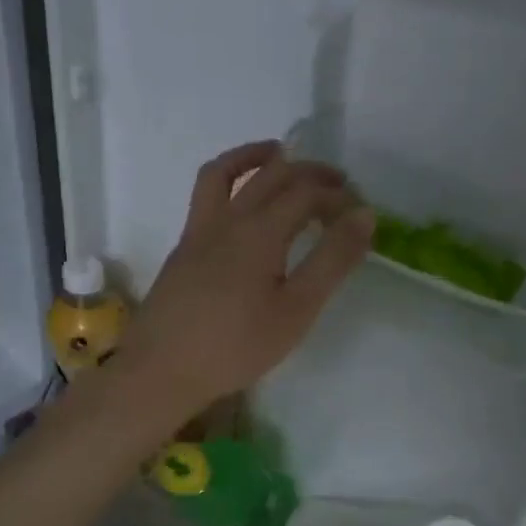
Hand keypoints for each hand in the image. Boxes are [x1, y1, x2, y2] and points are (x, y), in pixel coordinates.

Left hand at [112, 140, 374, 422]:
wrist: (161, 370)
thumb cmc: (236, 346)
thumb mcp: (297, 309)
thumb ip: (332, 260)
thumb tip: (364, 215)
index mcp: (260, 231)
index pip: (307, 192)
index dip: (338, 196)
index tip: (361, 213)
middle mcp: (228, 218)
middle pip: (272, 175)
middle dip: (310, 172)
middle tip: (338, 185)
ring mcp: (199, 230)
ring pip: (226, 173)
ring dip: (256, 157)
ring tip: (279, 154)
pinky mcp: (184, 248)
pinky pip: (207, 195)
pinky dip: (230, 181)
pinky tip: (240, 203)